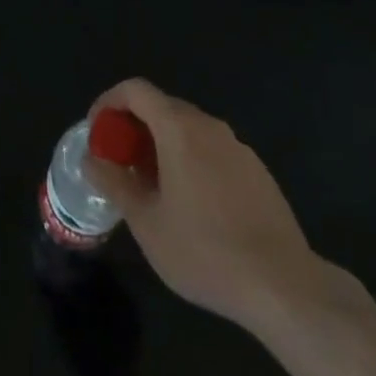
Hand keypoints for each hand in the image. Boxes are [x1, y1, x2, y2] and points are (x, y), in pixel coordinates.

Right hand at [84, 79, 355, 336]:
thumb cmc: (205, 252)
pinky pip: (213, 151)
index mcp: (179, 129)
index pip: (136, 90)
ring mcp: (237, 146)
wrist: (283, 285)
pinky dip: (191, 161)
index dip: (109, 103)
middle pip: (162, 107)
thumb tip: (92, 159)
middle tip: (120, 164)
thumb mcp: (147, 223)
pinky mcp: (257, 170)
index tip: (98, 133)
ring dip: (163, 146)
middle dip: (134, 127)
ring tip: (152, 188)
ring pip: (189, 130)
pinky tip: (192, 206)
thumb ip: (115, 183)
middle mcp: (209, 126)